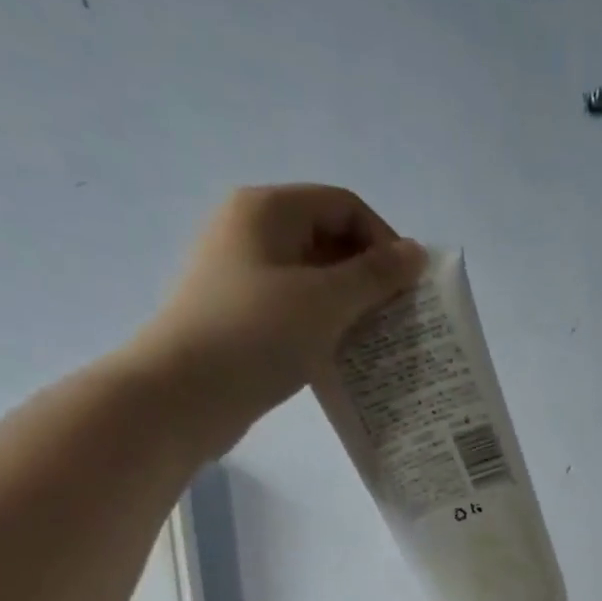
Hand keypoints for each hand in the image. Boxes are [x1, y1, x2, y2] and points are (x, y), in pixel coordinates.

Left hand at [124, 185, 424, 450]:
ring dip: (351, 304)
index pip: (345, 206)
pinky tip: (342, 355)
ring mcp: (242, 274)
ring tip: (375, 340)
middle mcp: (251, 231)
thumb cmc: (259, 334)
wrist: (184, 394)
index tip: (407, 290)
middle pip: (329, 238)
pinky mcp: (240, 313)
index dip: (384, 241)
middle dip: (370, 275)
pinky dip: (325, 324)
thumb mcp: (328, 301)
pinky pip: (296, 307)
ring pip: (314, 277)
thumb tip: (417, 252)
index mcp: (268, 210)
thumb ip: (377, 275)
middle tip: (397, 318)